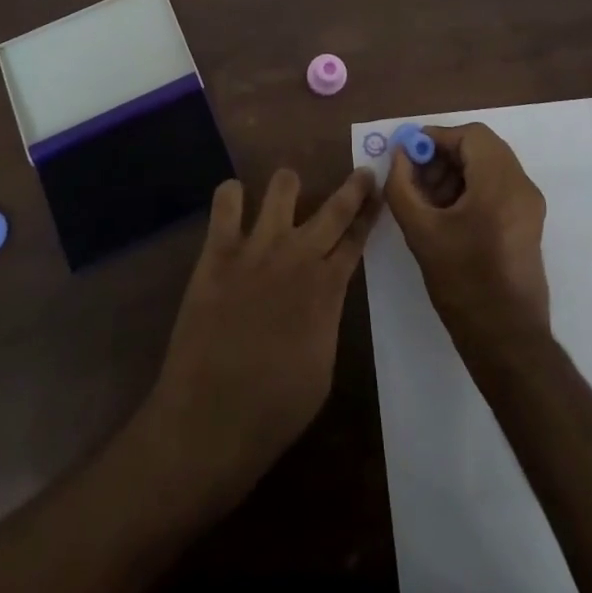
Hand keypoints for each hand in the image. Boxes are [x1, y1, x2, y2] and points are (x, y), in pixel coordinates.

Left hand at [143, 168, 380, 498]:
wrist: (211, 420)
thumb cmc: (275, 408)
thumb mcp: (323, 366)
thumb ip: (327, 316)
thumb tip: (324, 293)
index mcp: (327, 288)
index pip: (357, 238)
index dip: (370, 213)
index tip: (380, 192)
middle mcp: (298, 256)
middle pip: (335, 207)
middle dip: (354, 186)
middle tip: (362, 172)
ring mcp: (257, 247)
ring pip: (283, 186)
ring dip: (289, 186)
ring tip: (287, 192)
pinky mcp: (218, 250)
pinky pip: (227, 200)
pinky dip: (232, 195)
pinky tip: (235, 204)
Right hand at [383, 123, 549, 348]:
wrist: (507, 340)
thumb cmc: (462, 282)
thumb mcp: (421, 232)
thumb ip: (402, 186)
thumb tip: (400, 156)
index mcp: (500, 183)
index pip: (470, 135)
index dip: (436, 137)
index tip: (408, 154)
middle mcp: (521, 185)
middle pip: (482, 147)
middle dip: (445, 155)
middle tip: (415, 176)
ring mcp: (530, 204)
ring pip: (490, 165)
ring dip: (457, 171)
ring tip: (427, 198)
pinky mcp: (529, 222)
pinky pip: (499, 186)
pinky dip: (472, 187)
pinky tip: (448, 214)